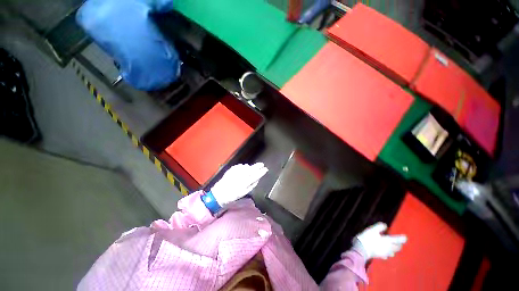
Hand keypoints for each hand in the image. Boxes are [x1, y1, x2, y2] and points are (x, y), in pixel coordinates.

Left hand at [211, 163, 267, 206]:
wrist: (219, 194)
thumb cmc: (232, 196)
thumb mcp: (244, 193)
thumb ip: (252, 185)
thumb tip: (258, 179)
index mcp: (245, 183)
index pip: (256, 176)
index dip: (261, 172)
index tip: (266, 169)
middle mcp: (241, 176)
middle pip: (251, 169)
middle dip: (257, 166)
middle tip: (262, 164)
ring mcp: (236, 172)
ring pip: (246, 167)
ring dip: (250, 166)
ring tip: (253, 167)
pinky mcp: (231, 170)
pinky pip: (239, 166)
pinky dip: (243, 167)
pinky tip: (244, 167)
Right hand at [352, 222, 406, 259]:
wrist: (362, 249)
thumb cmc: (368, 238)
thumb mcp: (372, 229)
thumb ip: (380, 227)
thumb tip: (385, 225)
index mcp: (388, 241)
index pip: (399, 240)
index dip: (402, 238)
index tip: (405, 237)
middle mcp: (389, 248)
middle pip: (398, 247)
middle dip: (398, 244)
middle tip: (397, 241)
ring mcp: (385, 253)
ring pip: (393, 252)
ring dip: (393, 249)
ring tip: (390, 246)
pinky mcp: (380, 257)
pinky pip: (387, 255)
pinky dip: (387, 253)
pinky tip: (383, 251)